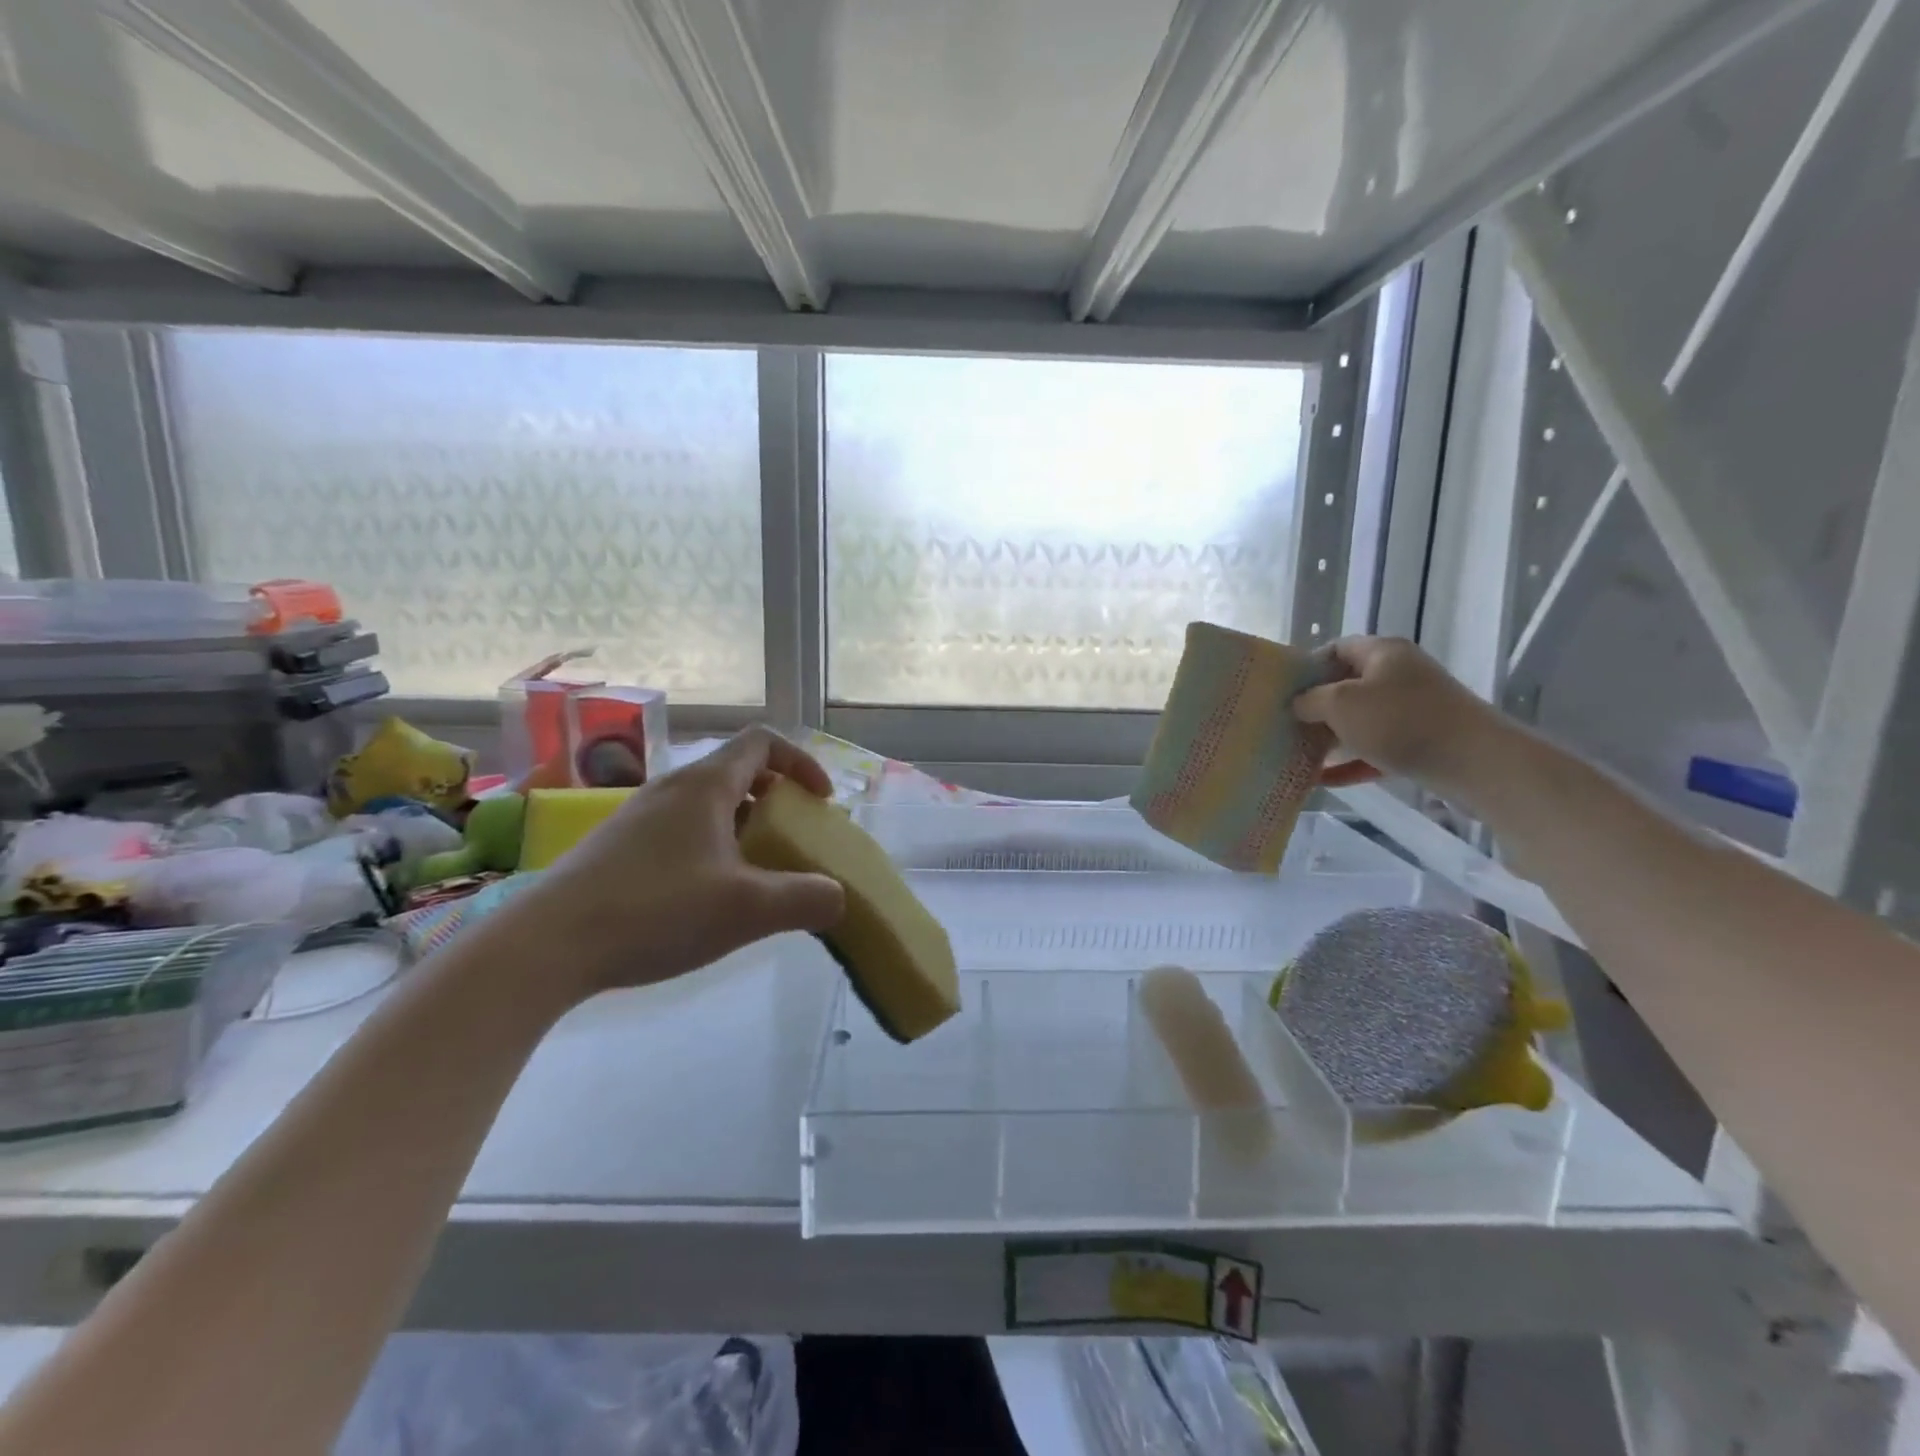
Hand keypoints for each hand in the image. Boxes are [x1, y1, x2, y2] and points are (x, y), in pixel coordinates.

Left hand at [522, 728, 846, 997]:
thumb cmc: (657, 911)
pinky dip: (710, 845)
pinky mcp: (617, 846)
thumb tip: (837, 898)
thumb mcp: (747, 910)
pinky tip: (706, 896)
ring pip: (707, 803)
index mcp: (705, 785)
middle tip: (792, 838)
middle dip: (775, 798)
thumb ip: (806, 899)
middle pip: (736, 771)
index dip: (801, 762)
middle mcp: (671, 787)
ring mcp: (639, 816)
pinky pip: (680, 829)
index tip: (821, 801)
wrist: (547, 946)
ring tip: (754, 873)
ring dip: (742, 825)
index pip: (763, 742)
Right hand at [1294, 637, 1508, 795]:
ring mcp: (1414, 709)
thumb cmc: (1400, 721)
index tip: (1286, 692)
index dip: (1308, 667)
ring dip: (1331, 738)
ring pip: (1361, 720)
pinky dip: (1351, 762)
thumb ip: (1310, 700)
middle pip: (1348, 686)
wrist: (1475, 760)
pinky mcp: (1422, 741)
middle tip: (1287, 726)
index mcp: (1382, 652)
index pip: (1336, 648)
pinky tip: (1324, 780)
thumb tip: (1298, 704)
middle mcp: (1399, 674)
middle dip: (1316, 707)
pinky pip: (1376, 748)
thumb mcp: (1341, 704)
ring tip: (1300, 754)